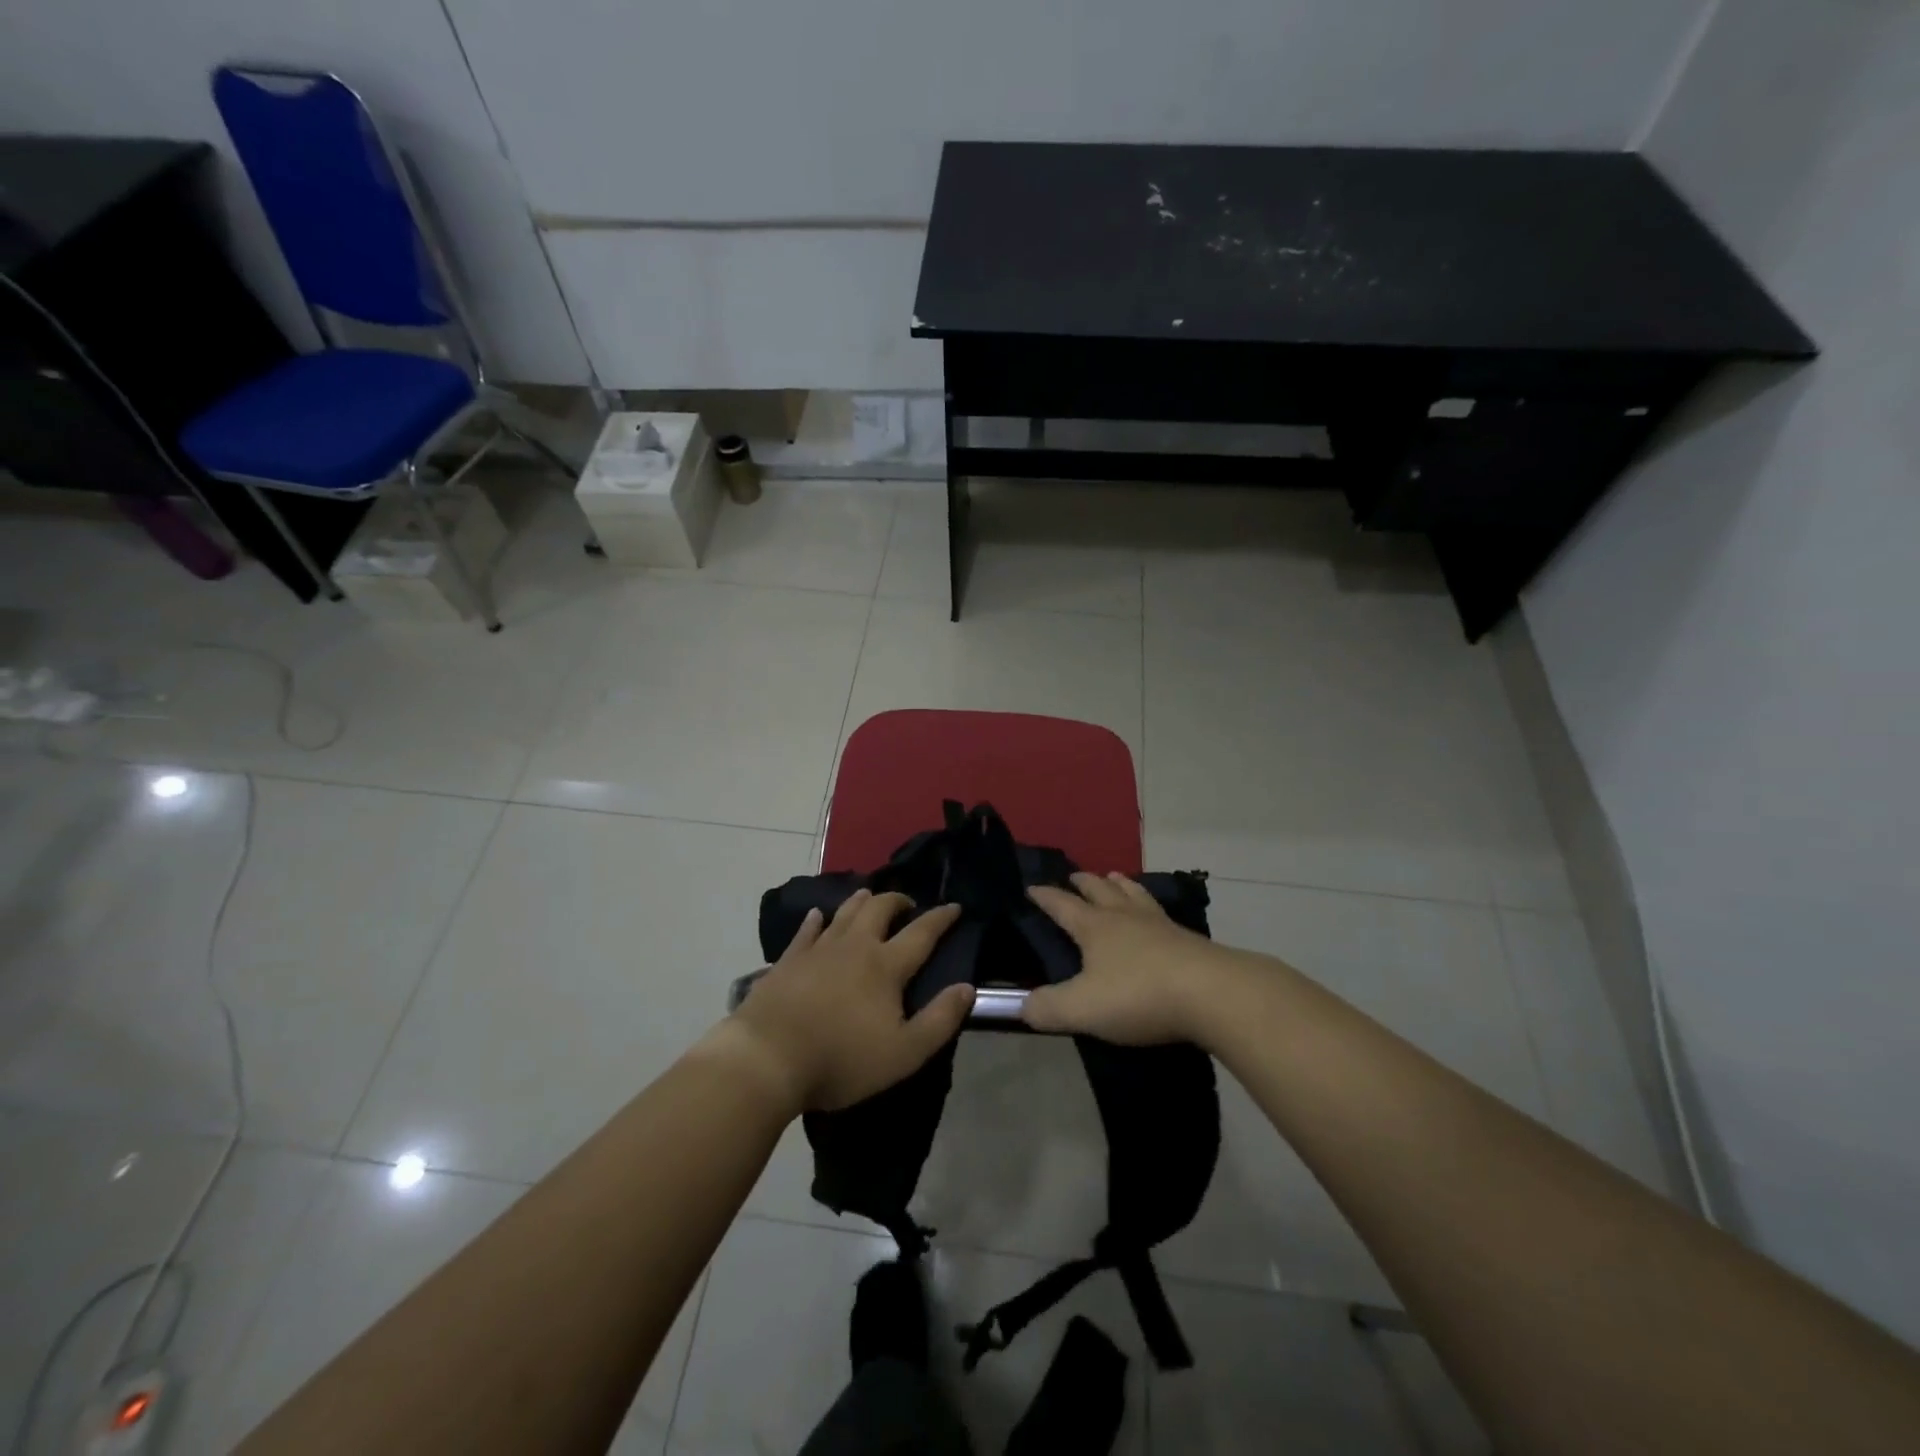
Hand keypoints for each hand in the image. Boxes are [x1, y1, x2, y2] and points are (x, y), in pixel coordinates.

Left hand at [726, 889, 971, 1112]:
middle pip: (879, 909)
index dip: (941, 918)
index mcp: (886, 966)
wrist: (768, 1058)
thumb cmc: (841, 1059)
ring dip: (862, 900)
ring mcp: (818, 949)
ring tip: (870, 896)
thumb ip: (940, 1020)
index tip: (954, 906)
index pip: (922, 933)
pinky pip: (807, 930)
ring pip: (845, 912)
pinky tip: (818, 915)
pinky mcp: (788, 960)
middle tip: (908, 904)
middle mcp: (855, 946)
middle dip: (898, 901)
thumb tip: (967, 987)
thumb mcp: (903, 1052)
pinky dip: (817, 919)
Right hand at [1023, 872, 1233, 1043]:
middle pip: (1101, 890)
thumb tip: (1021, 1006)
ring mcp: (1159, 925)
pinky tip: (1156, 914)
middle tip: (1075, 876)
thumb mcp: (1082, 1008)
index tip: (1031, 887)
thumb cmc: (1138, 995)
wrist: (1211, 993)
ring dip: (1120, 885)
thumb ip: (1047, 1008)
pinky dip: (1149, 905)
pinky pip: (1161, 912)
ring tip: (1115, 878)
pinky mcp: (1188, 940)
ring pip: (1134, 895)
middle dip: (1084, 882)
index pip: (1062, 905)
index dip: (1045, 897)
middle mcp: (1125, 917)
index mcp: (1095, 927)